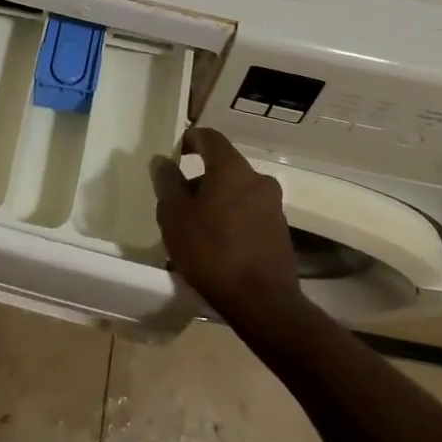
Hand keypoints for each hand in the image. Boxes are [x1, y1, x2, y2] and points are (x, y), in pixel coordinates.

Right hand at [152, 128, 306, 332]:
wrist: (264, 304)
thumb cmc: (212, 252)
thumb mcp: (175, 216)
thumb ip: (167, 182)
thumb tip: (162, 159)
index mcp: (232, 168)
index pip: (210, 137)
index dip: (191, 139)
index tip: (176, 150)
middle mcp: (257, 179)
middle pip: (225, 167)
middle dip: (201, 179)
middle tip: (179, 200)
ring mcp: (273, 207)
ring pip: (237, 193)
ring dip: (217, 202)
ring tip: (196, 229)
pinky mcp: (280, 233)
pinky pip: (249, 215)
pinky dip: (232, 221)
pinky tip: (218, 246)